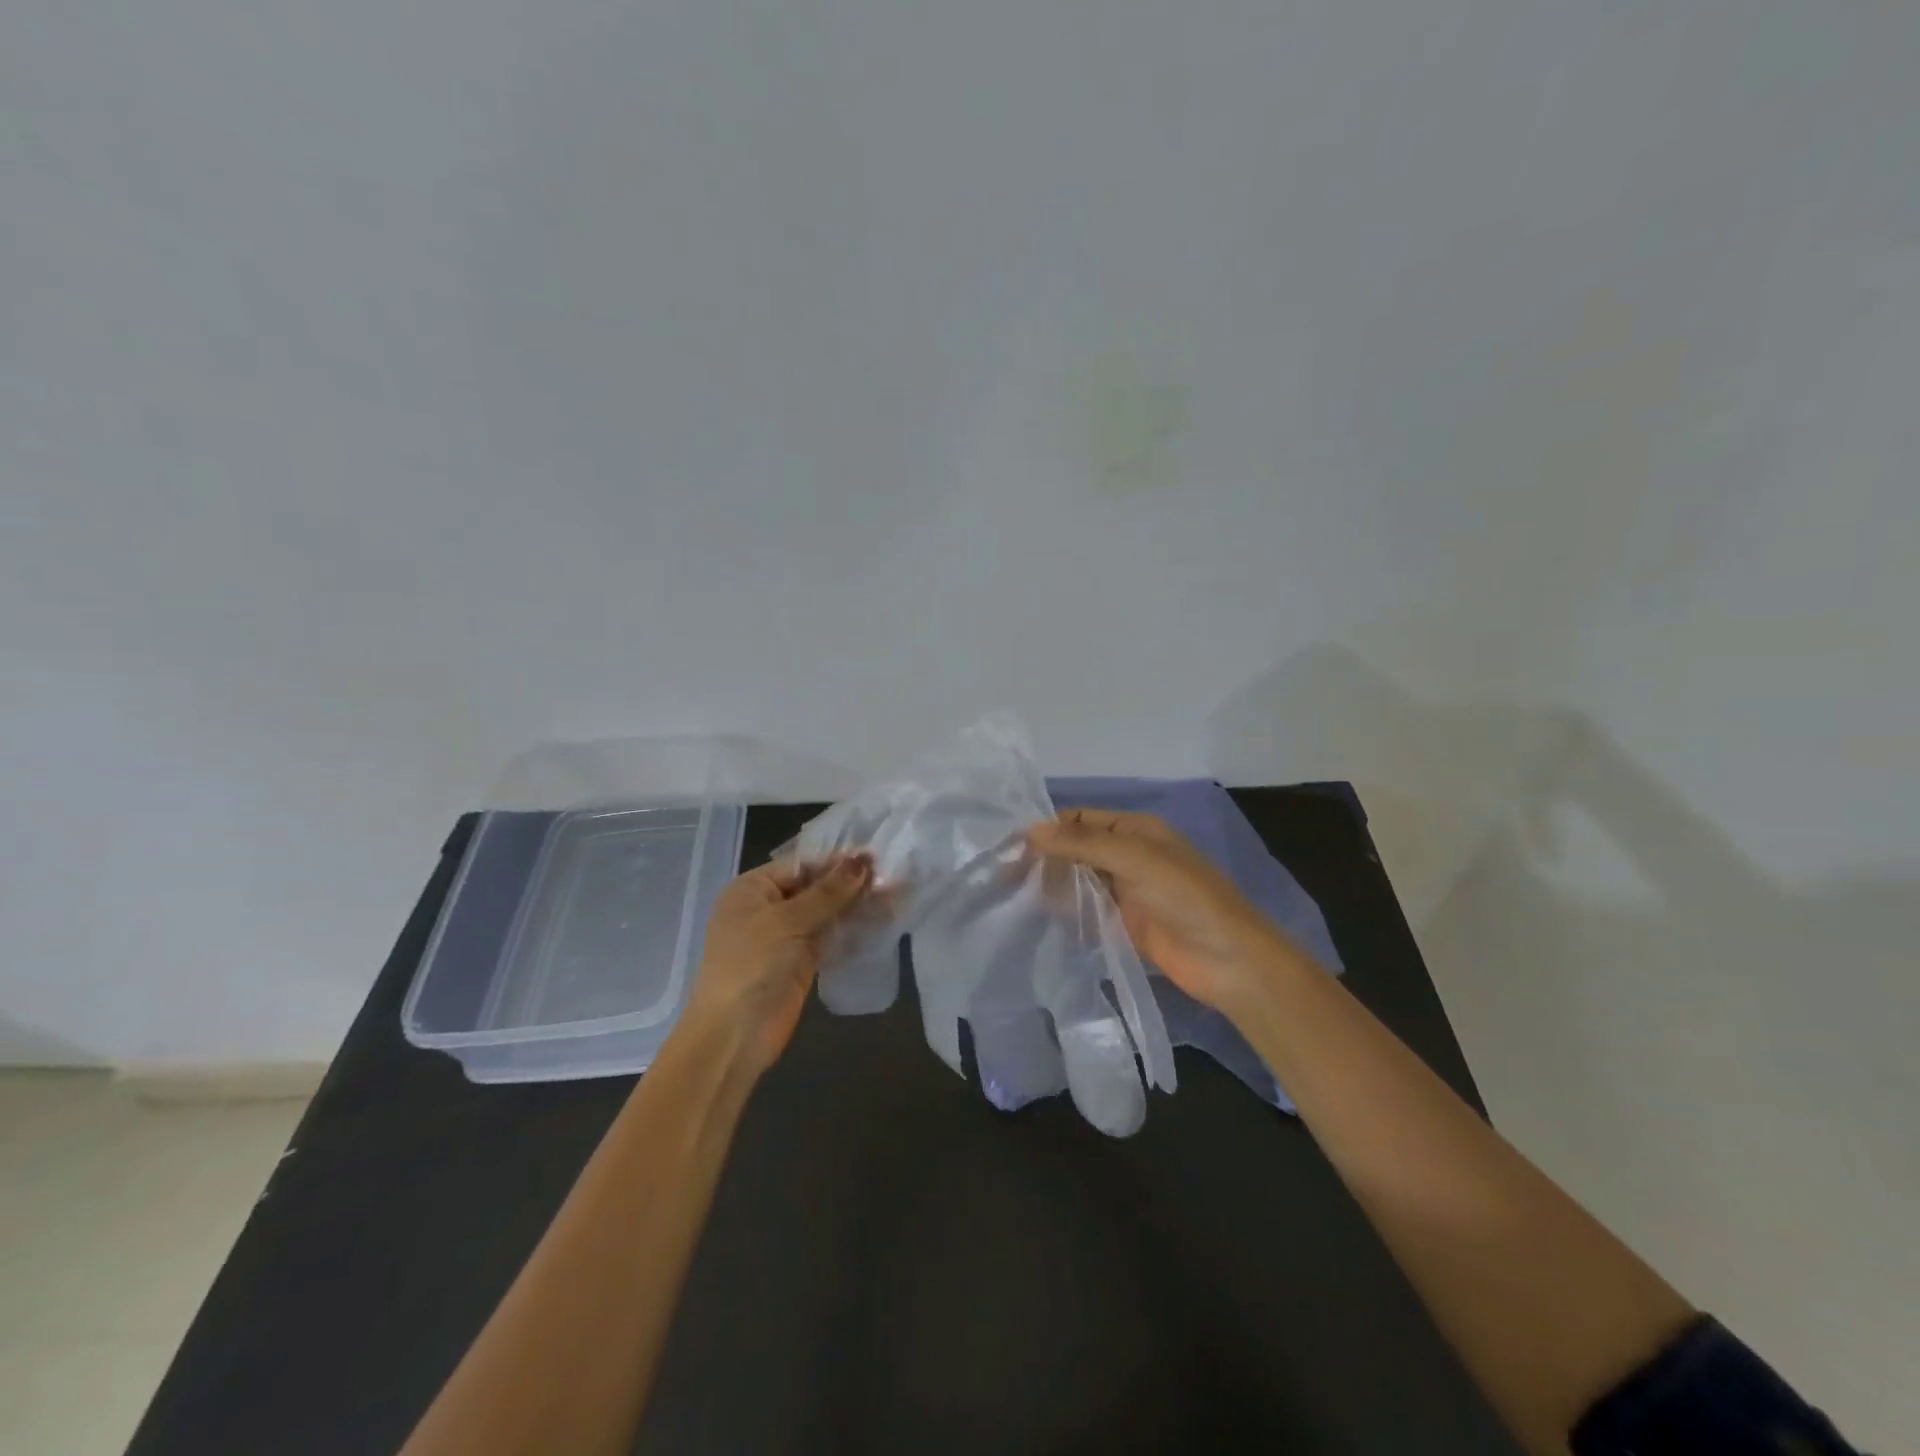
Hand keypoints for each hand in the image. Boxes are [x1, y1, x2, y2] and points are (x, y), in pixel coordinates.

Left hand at [683, 854, 872, 1077]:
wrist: (734, 1034)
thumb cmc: (751, 965)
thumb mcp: (787, 921)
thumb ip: (828, 892)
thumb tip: (863, 861)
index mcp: (752, 889)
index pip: (801, 865)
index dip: (837, 861)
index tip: (876, 856)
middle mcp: (767, 908)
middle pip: (814, 887)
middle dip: (849, 882)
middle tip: (891, 875)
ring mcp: (785, 936)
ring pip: (826, 912)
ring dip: (855, 904)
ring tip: (893, 894)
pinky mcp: (801, 960)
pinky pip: (830, 935)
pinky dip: (852, 928)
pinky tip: (881, 919)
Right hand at [1028, 809, 1302, 1017]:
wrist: (1228, 959)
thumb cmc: (1186, 898)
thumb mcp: (1136, 859)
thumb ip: (1083, 843)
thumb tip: (1031, 830)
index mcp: (1136, 831)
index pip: (1081, 820)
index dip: (1049, 829)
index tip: (1011, 846)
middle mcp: (1129, 856)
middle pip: (1078, 849)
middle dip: (1046, 857)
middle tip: (1005, 874)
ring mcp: (1126, 891)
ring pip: (1080, 880)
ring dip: (1053, 884)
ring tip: (1012, 894)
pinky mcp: (1124, 924)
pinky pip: (1088, 911)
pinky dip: (1066, 911)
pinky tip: (1038, 916)